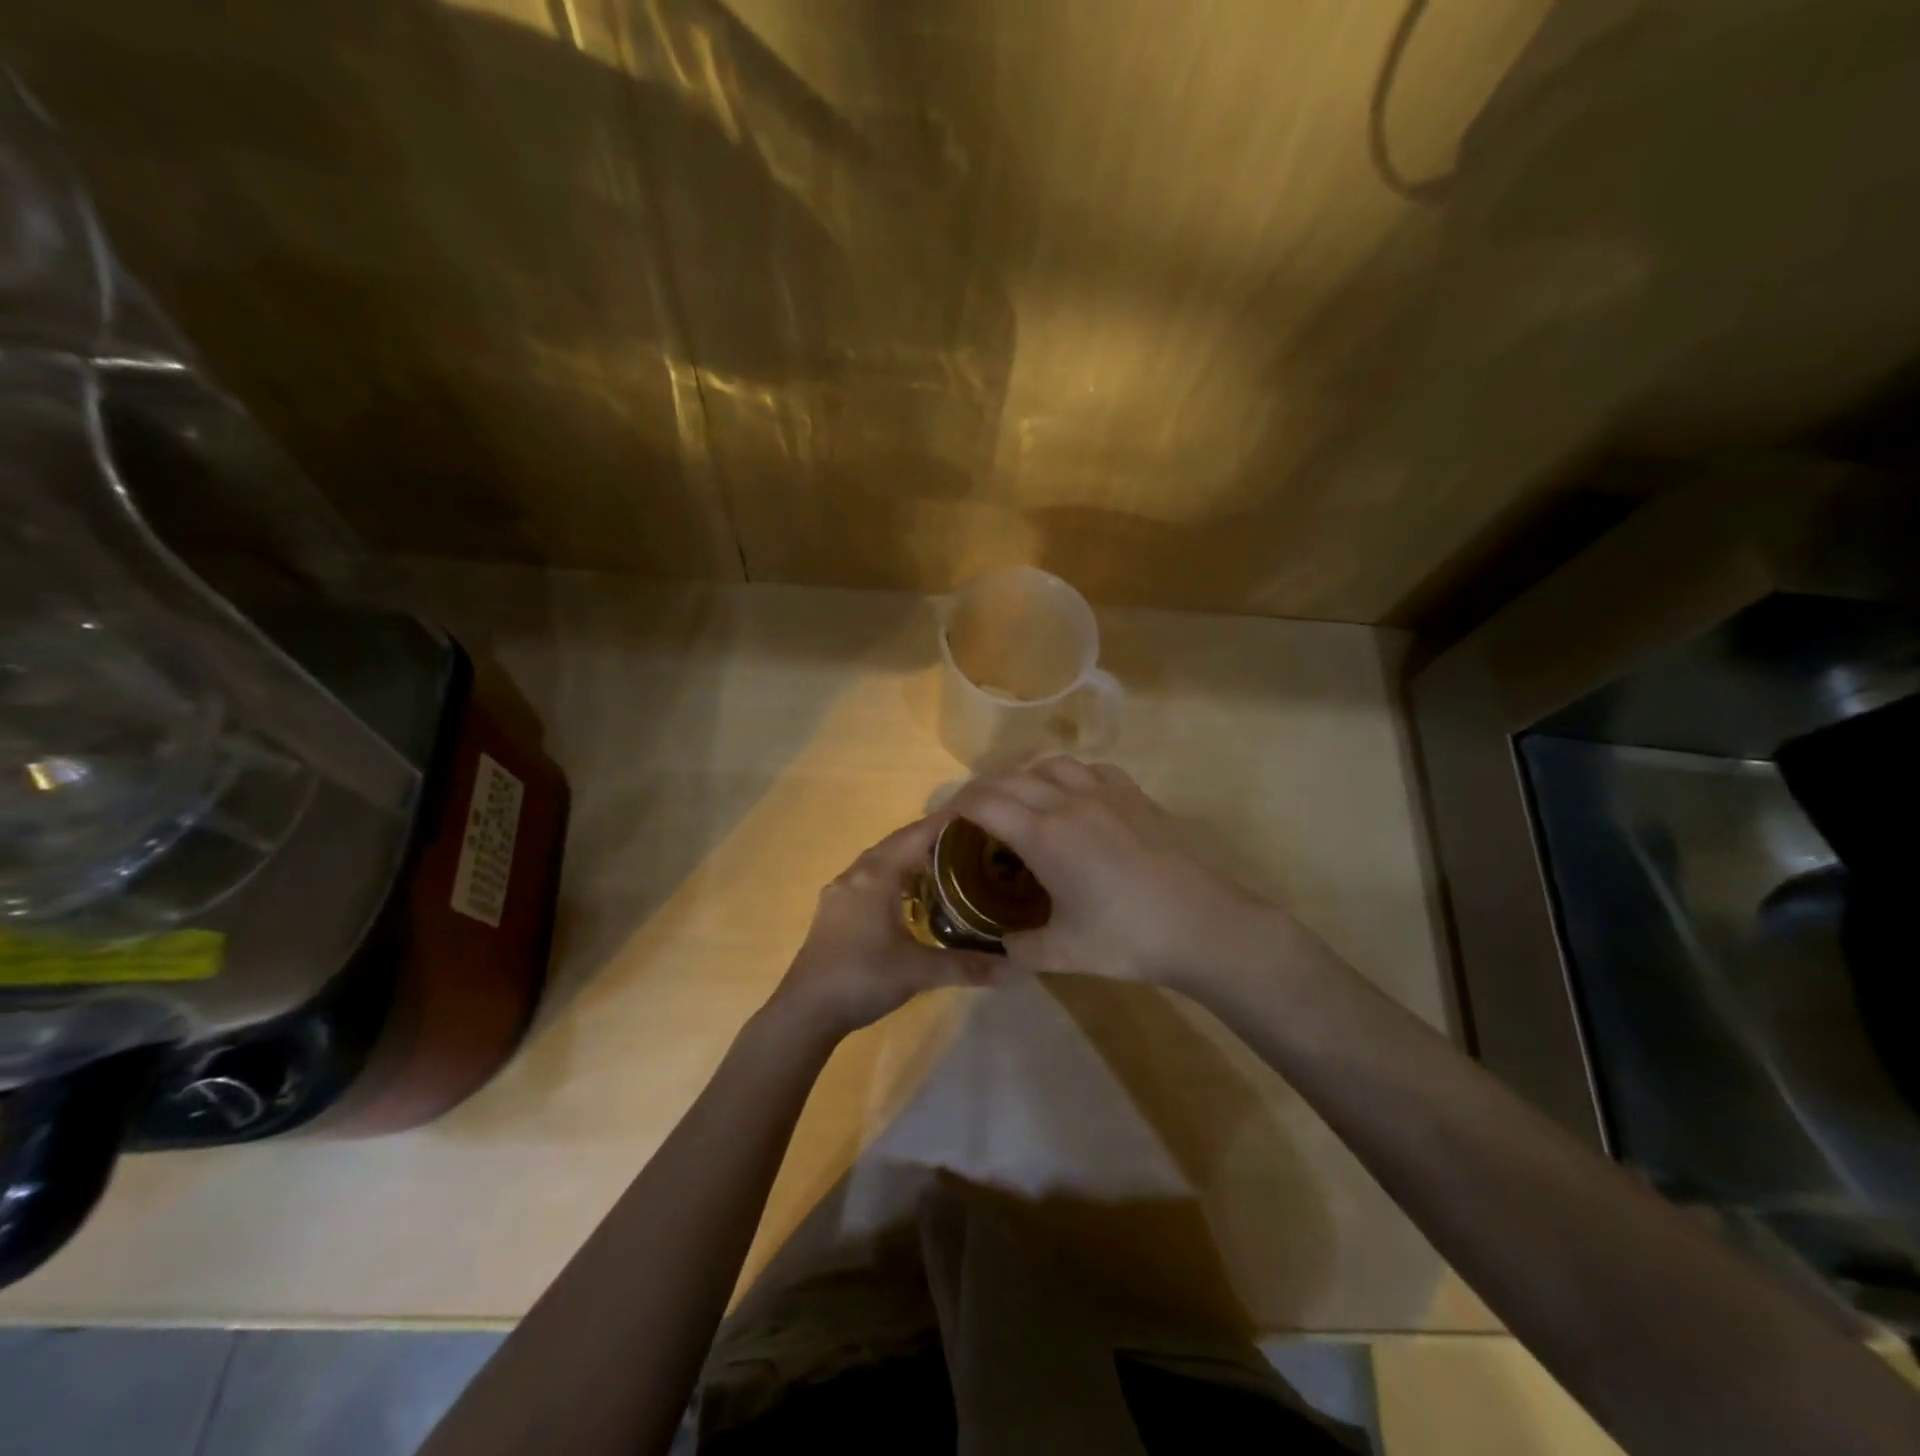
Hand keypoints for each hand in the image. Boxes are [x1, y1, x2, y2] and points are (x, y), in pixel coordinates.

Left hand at [769, 814, 1005, 1044]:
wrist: (805, 1011)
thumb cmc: (862, 978)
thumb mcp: (918, 971)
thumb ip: (966, 966)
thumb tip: (1015, 969)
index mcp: (876, 875)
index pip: (917, 835)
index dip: (947, 822)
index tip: (978, 813)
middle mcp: (856, 874)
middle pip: (898, 843)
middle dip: (932, 837)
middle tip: (971, 840)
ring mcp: (840, 892)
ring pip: (881, 861)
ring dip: (910, 857)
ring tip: (945, 863)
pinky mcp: (834, 911)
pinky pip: (869, 879)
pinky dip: (894, 876)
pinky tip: (909, 895)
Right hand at [946, 757, 1287, 997]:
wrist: (1203, 924)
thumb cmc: (1128, 937)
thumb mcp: (1063, 953)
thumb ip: (1020, 948)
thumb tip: (1001, 946)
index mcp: (1044, 834)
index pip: (983, 802)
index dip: (954, 807)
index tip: (944, 825)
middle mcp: (1068, 800)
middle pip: (1010, 778)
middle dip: (982, 793)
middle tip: (973, 820)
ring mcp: (1105, 792)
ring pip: (1050, 764)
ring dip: (1025, 778)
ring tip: (1022, 805)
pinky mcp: (1135, 795)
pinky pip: (1090, 768)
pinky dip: (1068, 776)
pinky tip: (1074, 799)